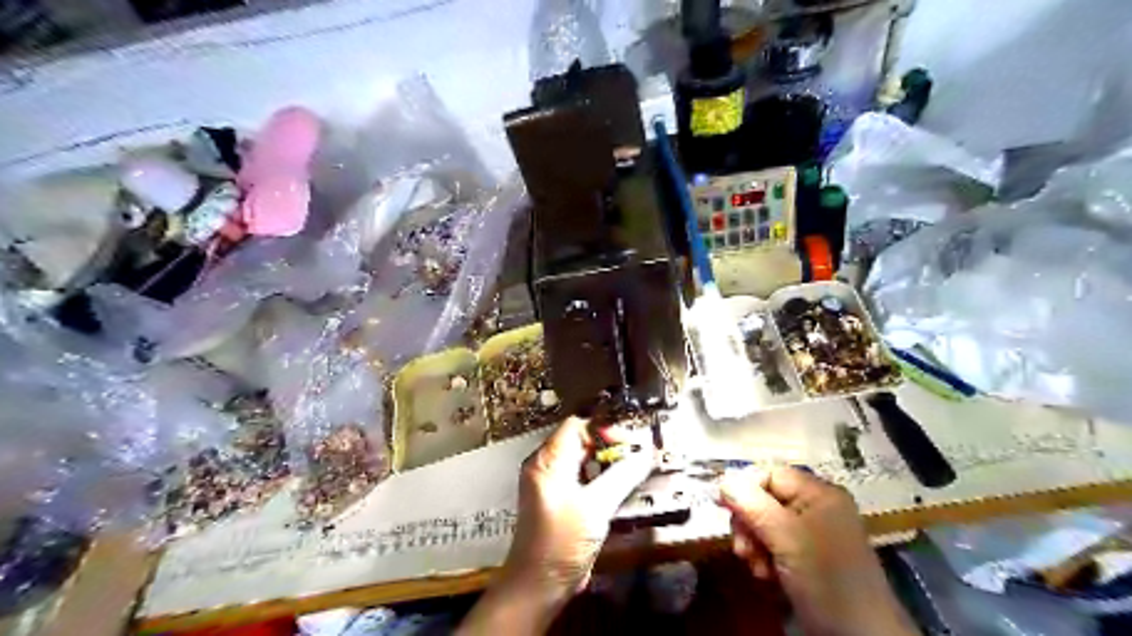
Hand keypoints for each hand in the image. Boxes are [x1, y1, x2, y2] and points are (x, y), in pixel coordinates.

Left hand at [459, 421, 654, 631]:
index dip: (603, 429)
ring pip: (580, 459)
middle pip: (578, 440)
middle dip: (608, 445)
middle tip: (634, 457)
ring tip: (631, 471)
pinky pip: (579, 477)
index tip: (627, 445)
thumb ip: (621, 477)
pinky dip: (598, 478)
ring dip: (605, 462)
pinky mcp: (556, 500)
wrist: (537, 586)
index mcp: (547, 461)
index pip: (576, 426)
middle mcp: (544, 466)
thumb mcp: (596, 507)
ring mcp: (549, 483)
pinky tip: (617, 489)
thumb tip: (645, 453)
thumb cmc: (562, 542)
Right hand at [719, 467, 913, 634]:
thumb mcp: (786, 537)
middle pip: (764, 498)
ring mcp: (812, 534)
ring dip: (753, 543)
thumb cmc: (825, 577)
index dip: (744, 486)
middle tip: (743, 547)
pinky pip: (774, 545)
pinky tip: (766, 575)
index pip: (770, 474)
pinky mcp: (806, 558)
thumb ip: (752, 504)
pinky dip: (764, 557)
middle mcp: (815, 508)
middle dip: (748, 521)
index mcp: (818, 493)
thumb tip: (723, 480)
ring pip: (765, 523)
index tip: (722, 506)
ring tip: (756, 566)